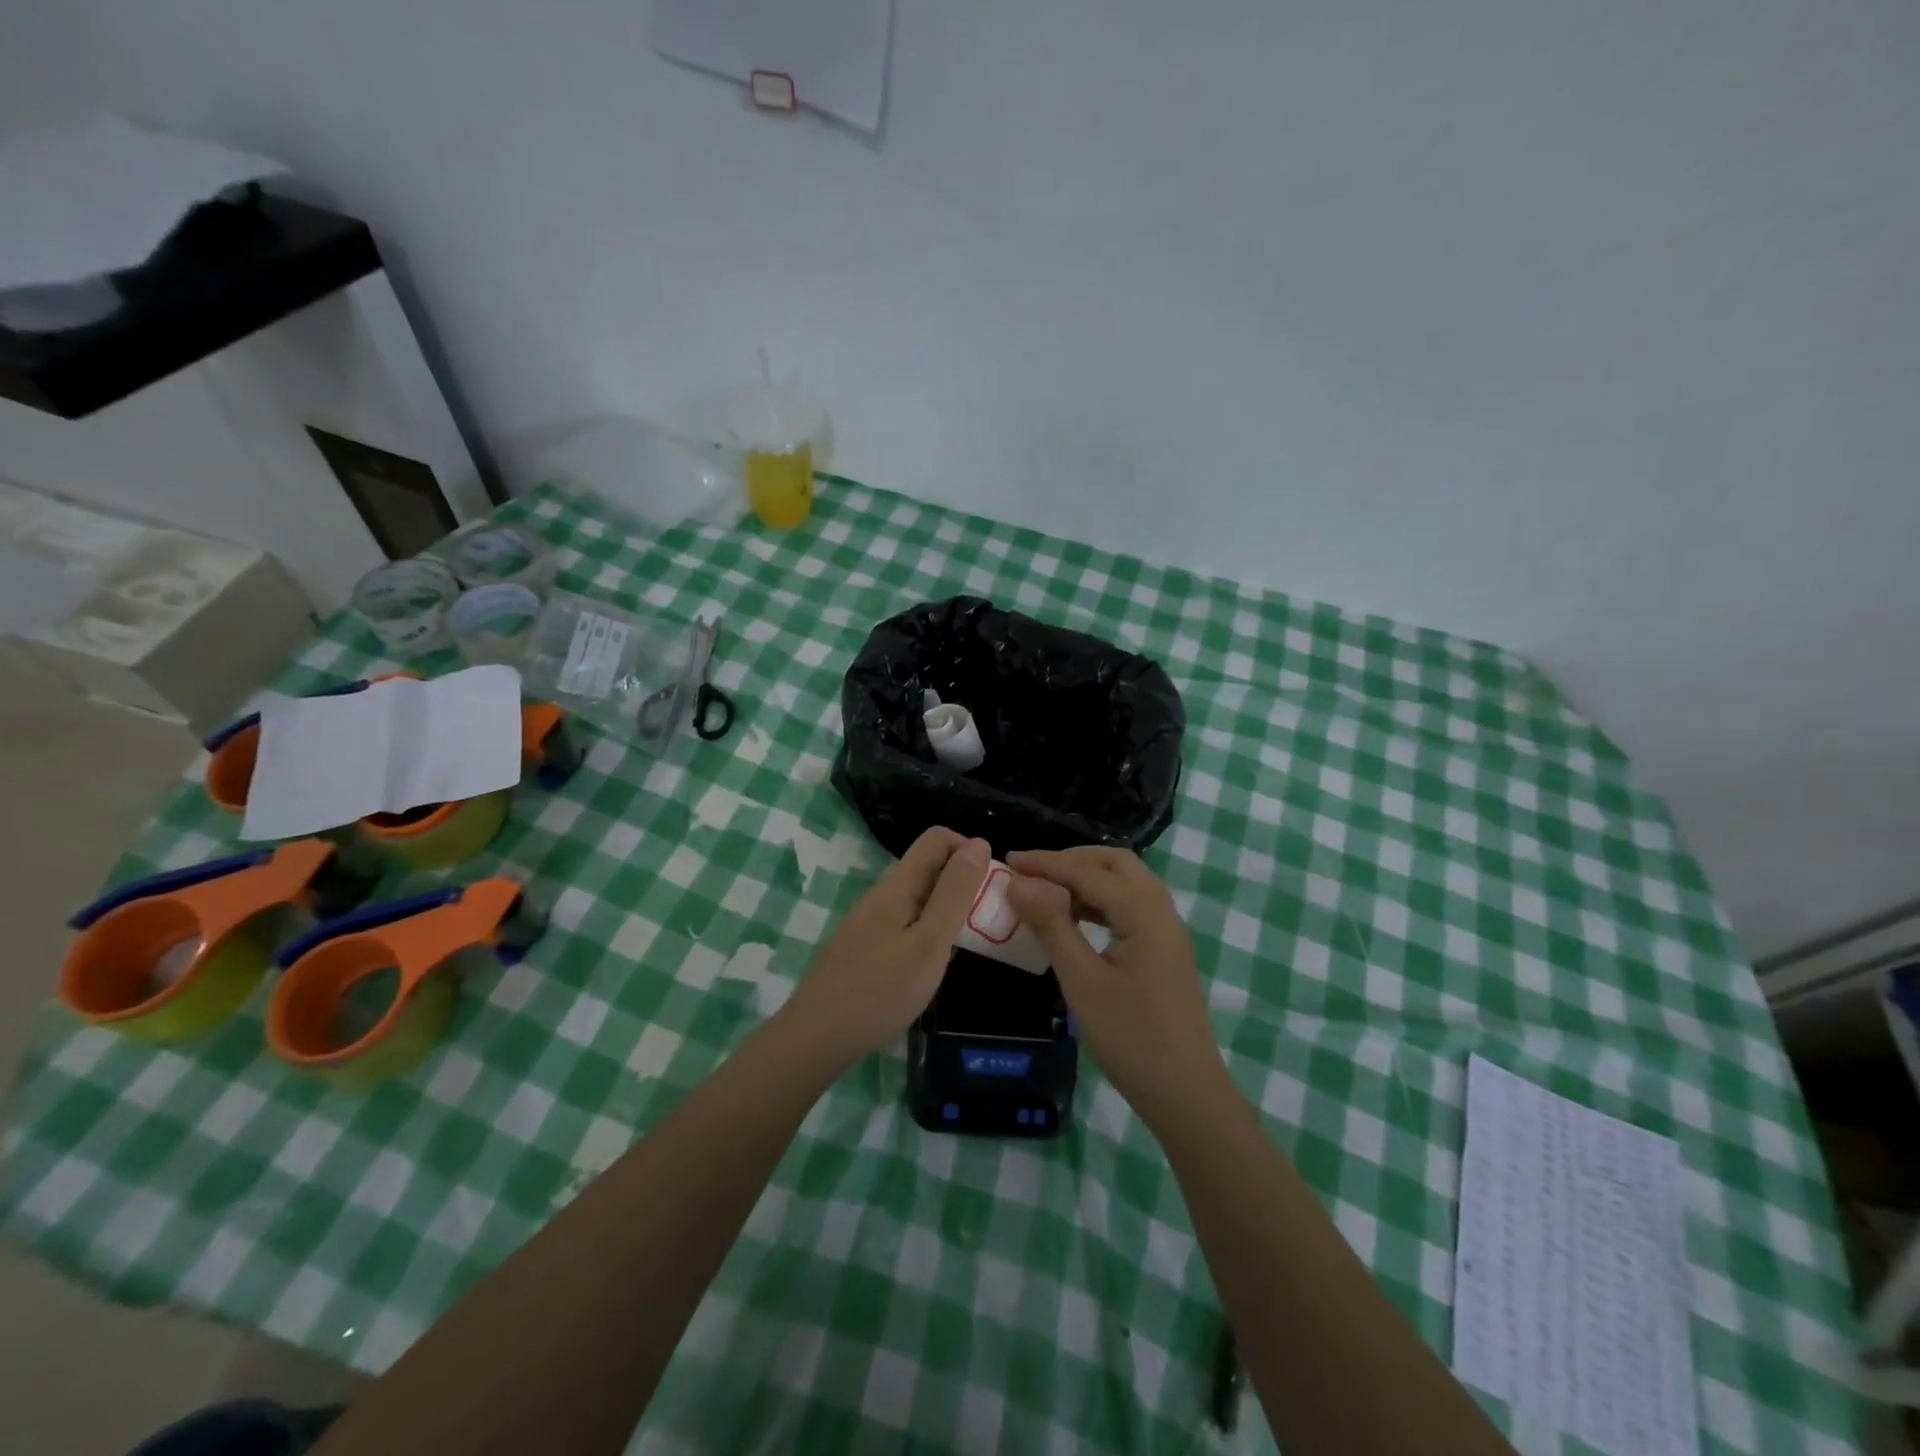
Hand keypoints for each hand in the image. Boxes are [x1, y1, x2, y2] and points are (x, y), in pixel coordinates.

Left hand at [783, 827, 990, 1066]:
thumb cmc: (881, 991)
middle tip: (983, 923)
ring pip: (916, 897)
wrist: (816, 1037)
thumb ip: (955, 893)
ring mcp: (868, 920)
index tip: (989, 886)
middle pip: (928, 866)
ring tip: (961, 947)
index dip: (968, 850)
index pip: (937, 838)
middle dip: (961, 883)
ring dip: (945, 910)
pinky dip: (926, 931)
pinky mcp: (862, 945)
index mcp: (897, 885)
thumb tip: (978, 843)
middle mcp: (881, 894)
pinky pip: (903, 922)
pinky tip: (929, 966)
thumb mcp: (930, 942)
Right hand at [1006, 847, 1225, 1127]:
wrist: (1186, 1092)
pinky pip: (1132, 905)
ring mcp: (1168, 930)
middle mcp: (1162, 910)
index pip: (1088, 871)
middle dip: (1072, 860)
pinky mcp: (1166, 949)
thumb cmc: (1130, 1037)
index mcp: (1144, 912)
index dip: (1046, 863)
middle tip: (1033, 873)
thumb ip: (1051, 925)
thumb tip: (1018, 884)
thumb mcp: (1082, 980)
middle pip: (1116, 863)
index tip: (1009, 860)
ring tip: (1048, 892)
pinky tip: (1076, 918)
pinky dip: (1102, 900)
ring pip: (1127, 882)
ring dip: (1088, 878)